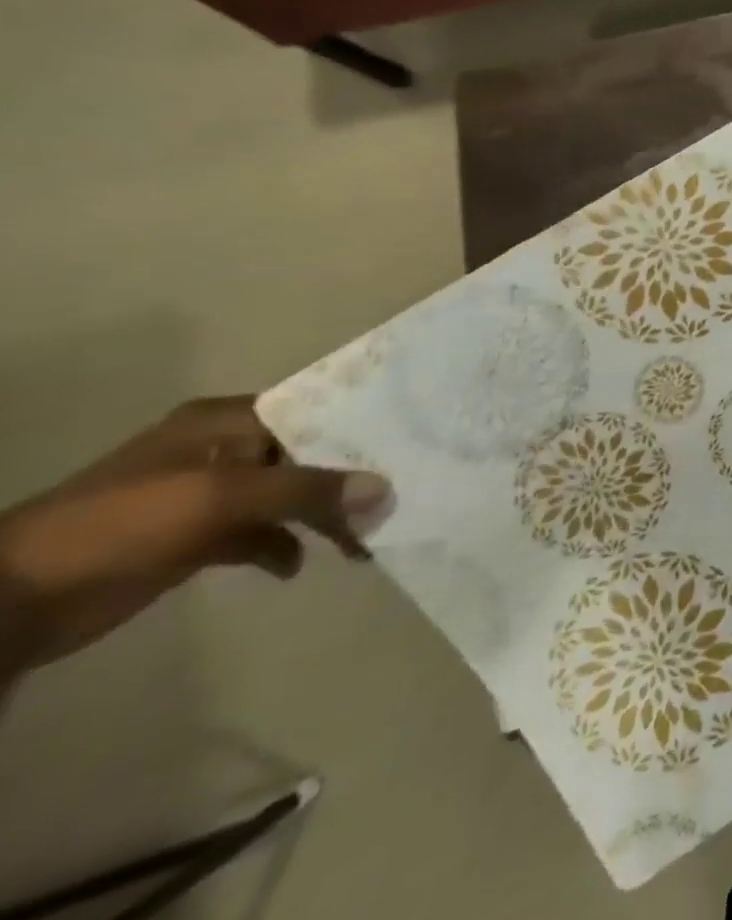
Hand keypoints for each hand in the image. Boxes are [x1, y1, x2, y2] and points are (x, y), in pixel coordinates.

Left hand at [0, 397, 390, 679]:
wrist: (12, 601)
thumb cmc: (122, 523)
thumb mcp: (221, 497)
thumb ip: (307, 491)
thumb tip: (386, 489)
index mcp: (225, 422)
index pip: (313, 410)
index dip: (360, 423)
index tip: (412, 439)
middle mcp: (223, 450)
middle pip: (307, 456)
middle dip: (349, 479)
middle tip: (398, 499)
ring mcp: (208, 496)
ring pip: (289, 498)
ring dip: (323, 517)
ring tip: (363, 540)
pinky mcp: (196, 538)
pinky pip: (261, 534)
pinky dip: (284, 546)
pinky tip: (298, 565)